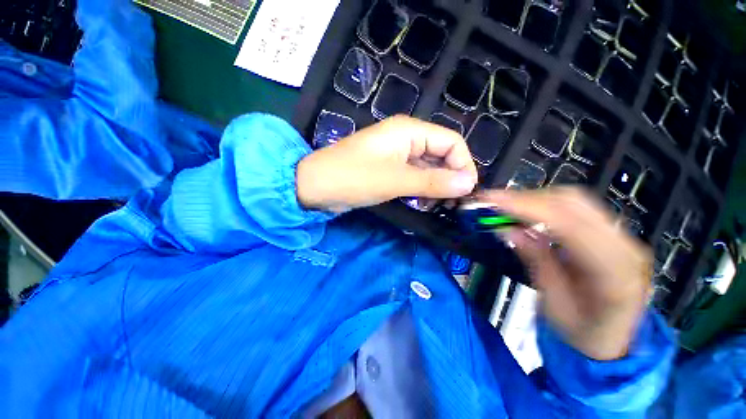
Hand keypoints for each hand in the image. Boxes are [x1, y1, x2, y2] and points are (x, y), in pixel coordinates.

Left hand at [297, 115, 477, 211]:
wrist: (315, 186)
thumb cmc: (353, 178)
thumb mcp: (395, 180)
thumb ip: (432, 181)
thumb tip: (468, 184)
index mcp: (409, 131)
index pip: (451, 142)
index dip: (463, 164)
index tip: (466, 191)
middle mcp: (406, 138)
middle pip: (441, 154)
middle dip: (450, 177)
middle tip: (452, 203)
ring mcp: (396, 155)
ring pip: (428, 167)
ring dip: (436, 185)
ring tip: (437, 205)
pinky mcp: (389, 169)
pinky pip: (414, 176)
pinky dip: (422, 189)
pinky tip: (422, 203)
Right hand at [481, 187, 652, 360]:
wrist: (614, 340)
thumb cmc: (581, 332)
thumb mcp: (553, 303)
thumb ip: (535, 261)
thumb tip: (507, 229)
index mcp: (615, 274)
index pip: (569, 225)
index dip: (527, 208)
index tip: (491, 200)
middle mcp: (626, 247)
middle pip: (574, 203)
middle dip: (527, 198)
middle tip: (493, 203)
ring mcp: (622, 237)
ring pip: (574, 200)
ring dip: (535, 198)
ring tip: (506, 207)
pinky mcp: (611, 233)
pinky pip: (575, 207)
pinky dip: (545, 204)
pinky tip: (526, 212)